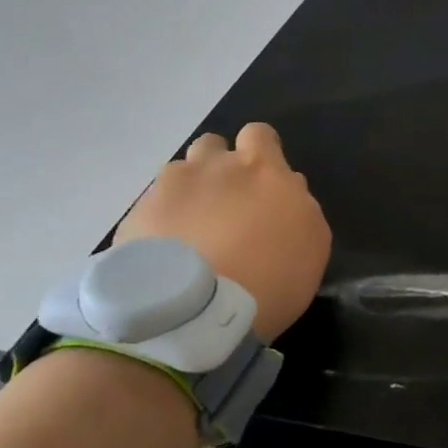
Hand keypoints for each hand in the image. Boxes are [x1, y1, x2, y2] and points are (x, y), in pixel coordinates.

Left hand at [115, 122, 332, 341]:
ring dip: (188, 193)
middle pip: (212, 145)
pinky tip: (167, 255)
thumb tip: (285, 190)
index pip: (259, 134)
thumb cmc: (271, 279)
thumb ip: (299, 205)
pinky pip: (151, 207)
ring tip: (191, 233)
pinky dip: (160, 223)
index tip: (263, 182)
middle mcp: (213, 166)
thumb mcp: (312, 243)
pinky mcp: (135, 216)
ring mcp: (168, 188)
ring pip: (178, 174)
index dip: (260, 152)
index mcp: (262, 168)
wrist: (196, 313)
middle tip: (226, 206)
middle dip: (218, 166)